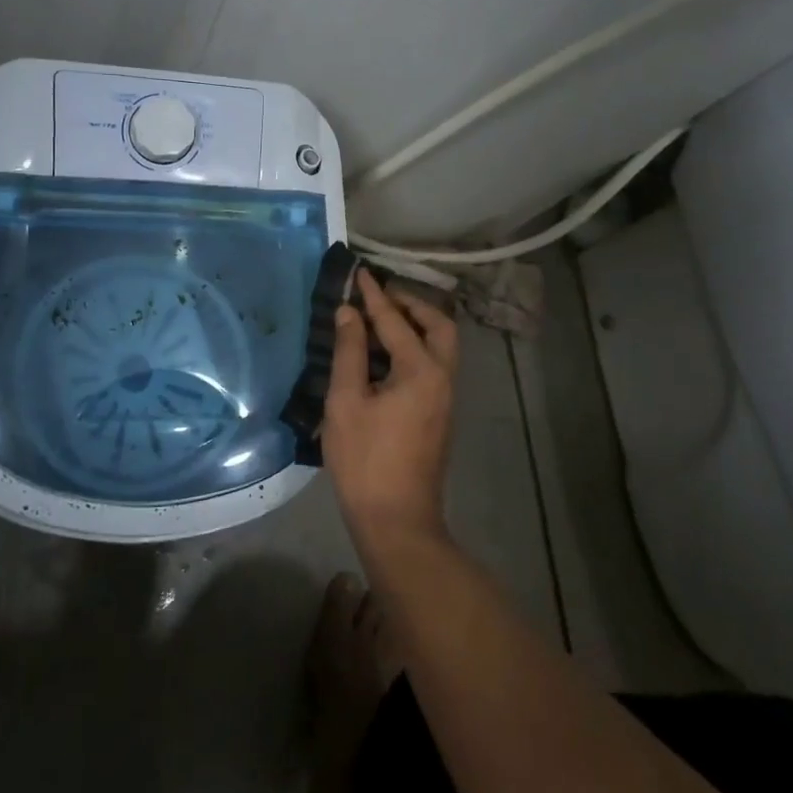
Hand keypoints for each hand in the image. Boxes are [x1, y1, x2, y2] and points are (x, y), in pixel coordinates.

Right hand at [321, 269, 458, 550]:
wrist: (396, 520)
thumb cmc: (365, 460)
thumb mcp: (346, 402)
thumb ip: (350, 352)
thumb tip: (348, 313)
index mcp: (421, 371)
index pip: (395, 321)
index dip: (374, 295)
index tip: (359, 272)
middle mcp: (442, 377)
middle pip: (439, 326)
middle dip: (411, 305)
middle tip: (381, 296)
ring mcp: (445, 398)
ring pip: (441, 346)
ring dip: (416, 325)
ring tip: (381, 319)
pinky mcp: (439, 414)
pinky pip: (433, 364)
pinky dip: (415, 347)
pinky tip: (386, 354)